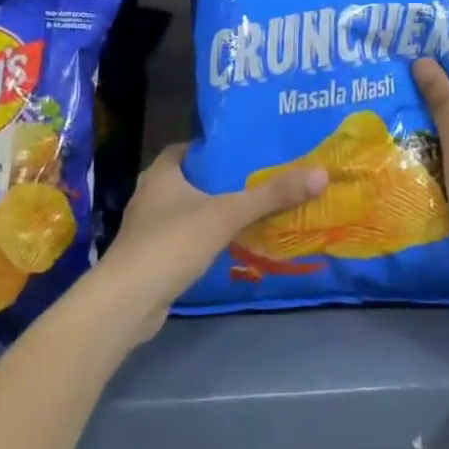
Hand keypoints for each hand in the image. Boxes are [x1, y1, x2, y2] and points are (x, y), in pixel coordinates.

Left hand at [94, 144, 325, 338]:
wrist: (128, 301)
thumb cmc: (173, 243)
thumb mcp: (228, 214)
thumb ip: (271, 195)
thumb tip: (320, 173)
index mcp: (161, 174)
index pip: (186, 148)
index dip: (212, 148)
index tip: (243, 151)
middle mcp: (149, 195)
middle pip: (188, 179)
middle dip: (218, 181)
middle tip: (256, 179)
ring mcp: (146, 229)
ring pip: (185, 210)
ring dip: (210, 211)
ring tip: (248, 211)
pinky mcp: (150, 258)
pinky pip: (181, 238)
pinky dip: (202, 238)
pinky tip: (227, 245)